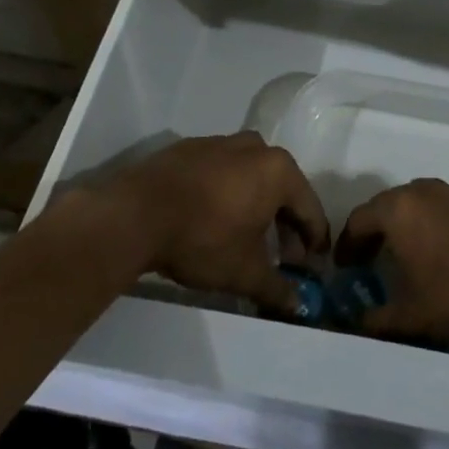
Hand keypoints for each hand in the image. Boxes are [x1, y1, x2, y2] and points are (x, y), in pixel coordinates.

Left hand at [108, 132, 328, 314]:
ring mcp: (220, 143)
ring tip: (249, 237)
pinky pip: (221, 171)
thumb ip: (277, 288)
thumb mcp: (244, 272)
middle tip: (284, 256)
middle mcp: (256, 148)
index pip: (310, 209)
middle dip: (286, 224)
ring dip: (257, 206)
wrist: (134, 215)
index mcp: (279, 170)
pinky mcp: (189, 148)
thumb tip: (297, 305)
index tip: (315, 264)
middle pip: (282, 189)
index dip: (315, 240)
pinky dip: (227, 192)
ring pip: (251, 177)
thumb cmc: (203, 239)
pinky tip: (214, 217)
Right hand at [334, 178, 448, 342]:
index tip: (343, 266)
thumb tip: (358, 325)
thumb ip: (377, 321)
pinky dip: (430, 226)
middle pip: (386, 206)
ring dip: (403, 226)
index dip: (347, 244)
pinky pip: (441, 209)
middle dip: (373, 232)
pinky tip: (438, 253)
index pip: (359, 219)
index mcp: (399, 209)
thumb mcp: (411, 317)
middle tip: (367, 259)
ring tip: (402, 256)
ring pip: (416, 205)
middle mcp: (423, 191)